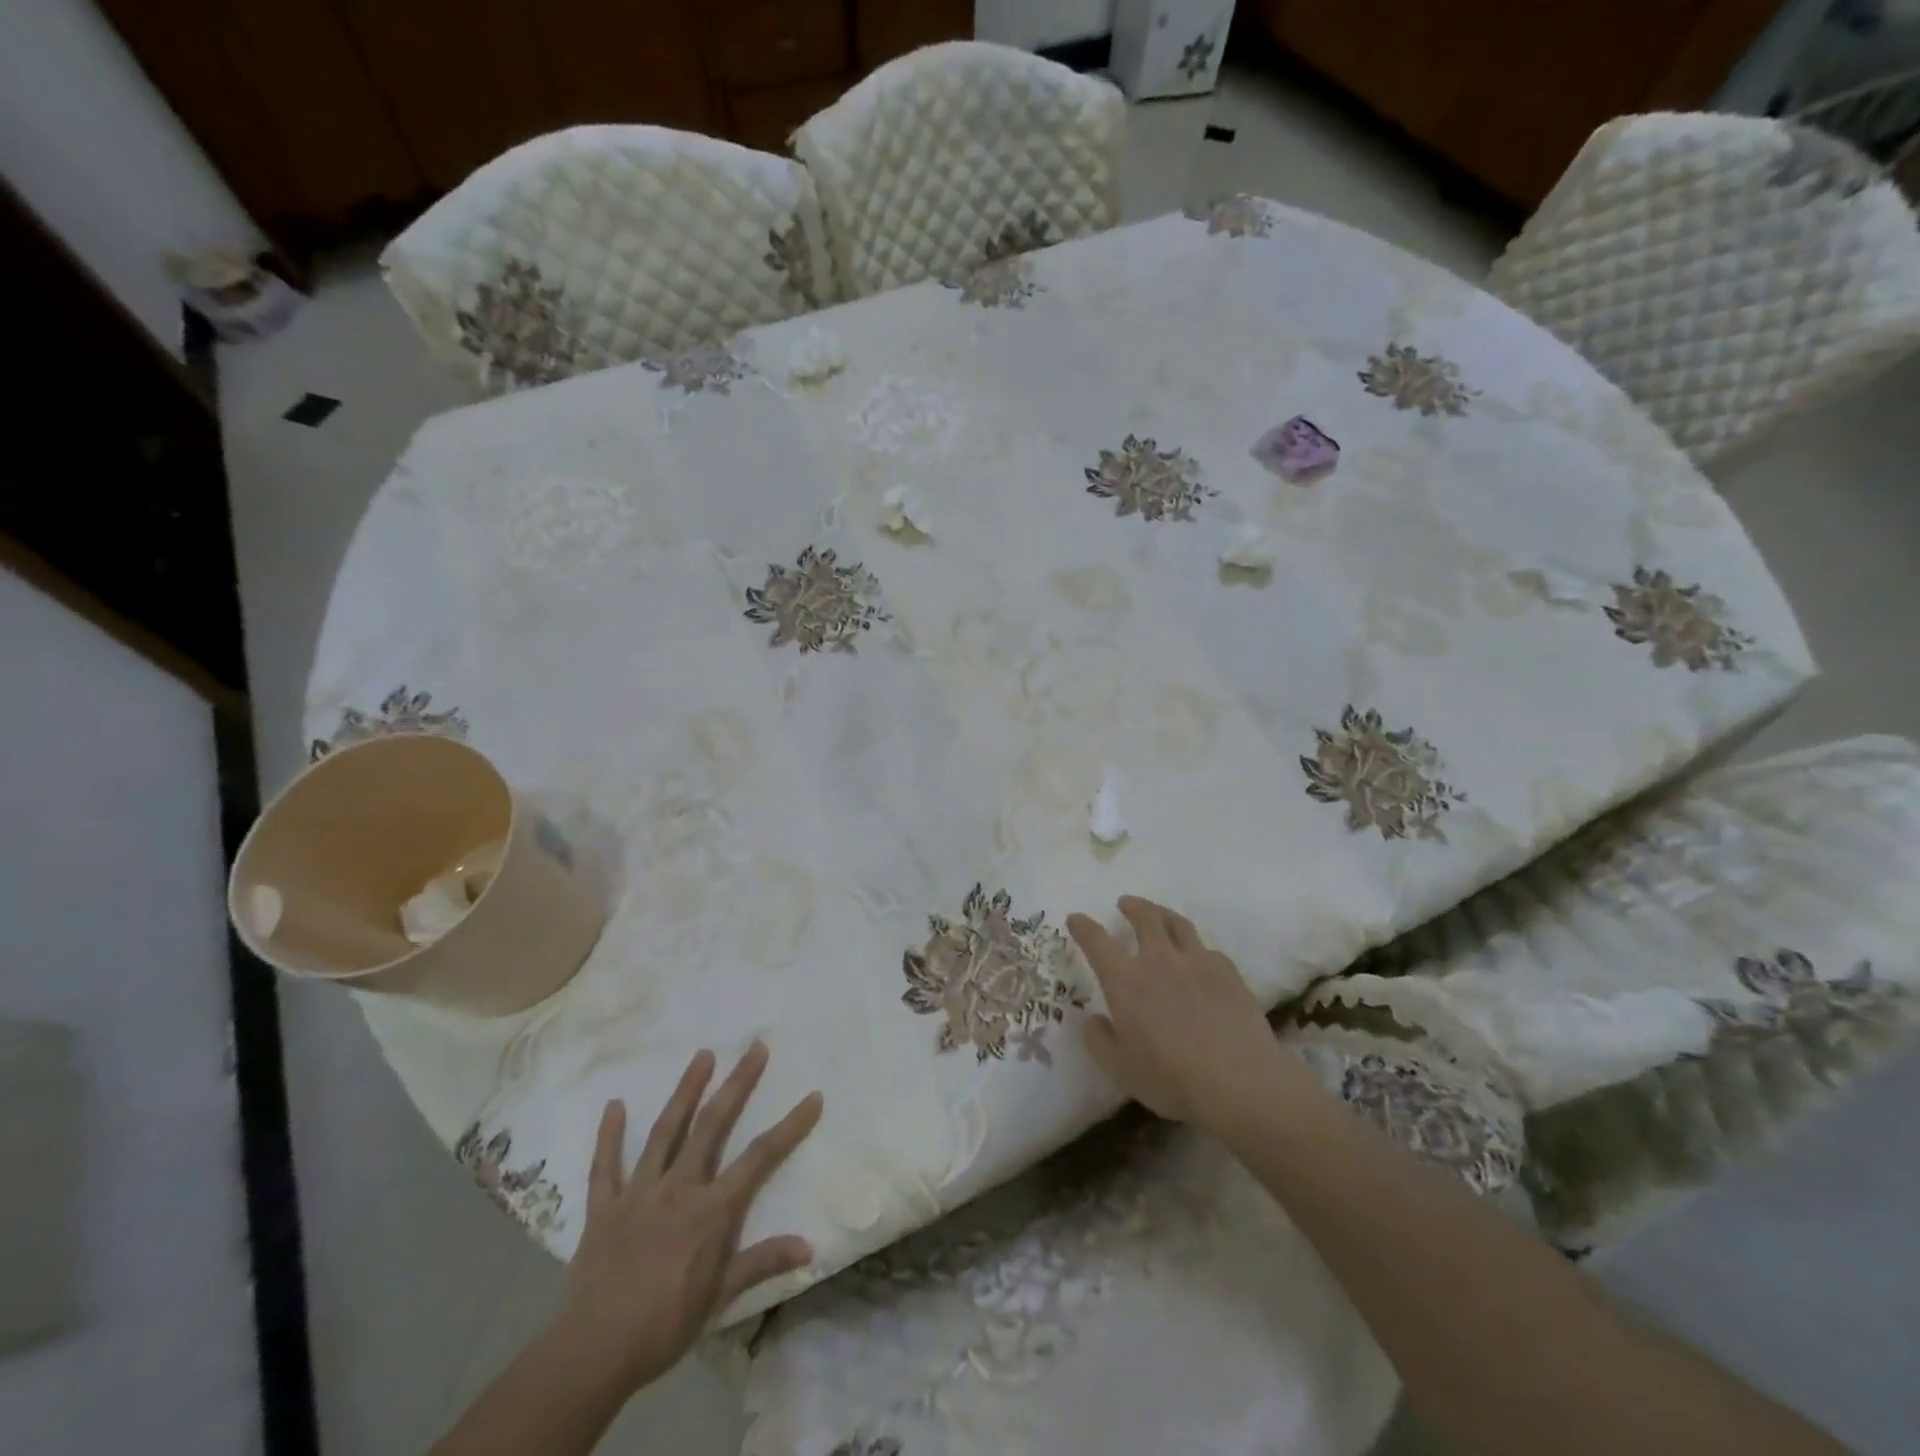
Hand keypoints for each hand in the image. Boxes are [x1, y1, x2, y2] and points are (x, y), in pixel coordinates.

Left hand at [557, 1043, 822, 1393]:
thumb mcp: (720, 1297)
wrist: (592, 1354)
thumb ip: (762, 1262)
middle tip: (755, 1047)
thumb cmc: (664, 1326)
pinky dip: (609, 1135)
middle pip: (712, 1125)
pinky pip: (605, 1165)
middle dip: (737, 1084)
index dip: (790, 1126)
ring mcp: (639, 1192)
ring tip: (702, 1055)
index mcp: (710, 1209)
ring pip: (665, 1131)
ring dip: (685, 1090)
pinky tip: (614, 1105)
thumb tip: (809, 1246)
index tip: (813, 1097)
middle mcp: (678, 1187)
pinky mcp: (604, 1206)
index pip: (760, 1158)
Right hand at [1067, 896, 1292, 1126]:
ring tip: (1160, 916)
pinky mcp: (1229, 972)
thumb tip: (1093, 1020)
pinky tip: (1199, 959)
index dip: (1083, 926)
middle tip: (1125, 903)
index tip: (1076, 918)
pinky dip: (1196, 949)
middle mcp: (1159, 960)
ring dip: (1163, 914)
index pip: (1097, 941)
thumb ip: (1099, 1041)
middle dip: (1132, 906)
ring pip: (1178, 924)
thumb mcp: (1121, 1069)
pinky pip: (1208, 950)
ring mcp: (1197, 961)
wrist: (1239, 1082)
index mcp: (1125, 980)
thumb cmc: (1171, 1079)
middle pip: (1145, 917)